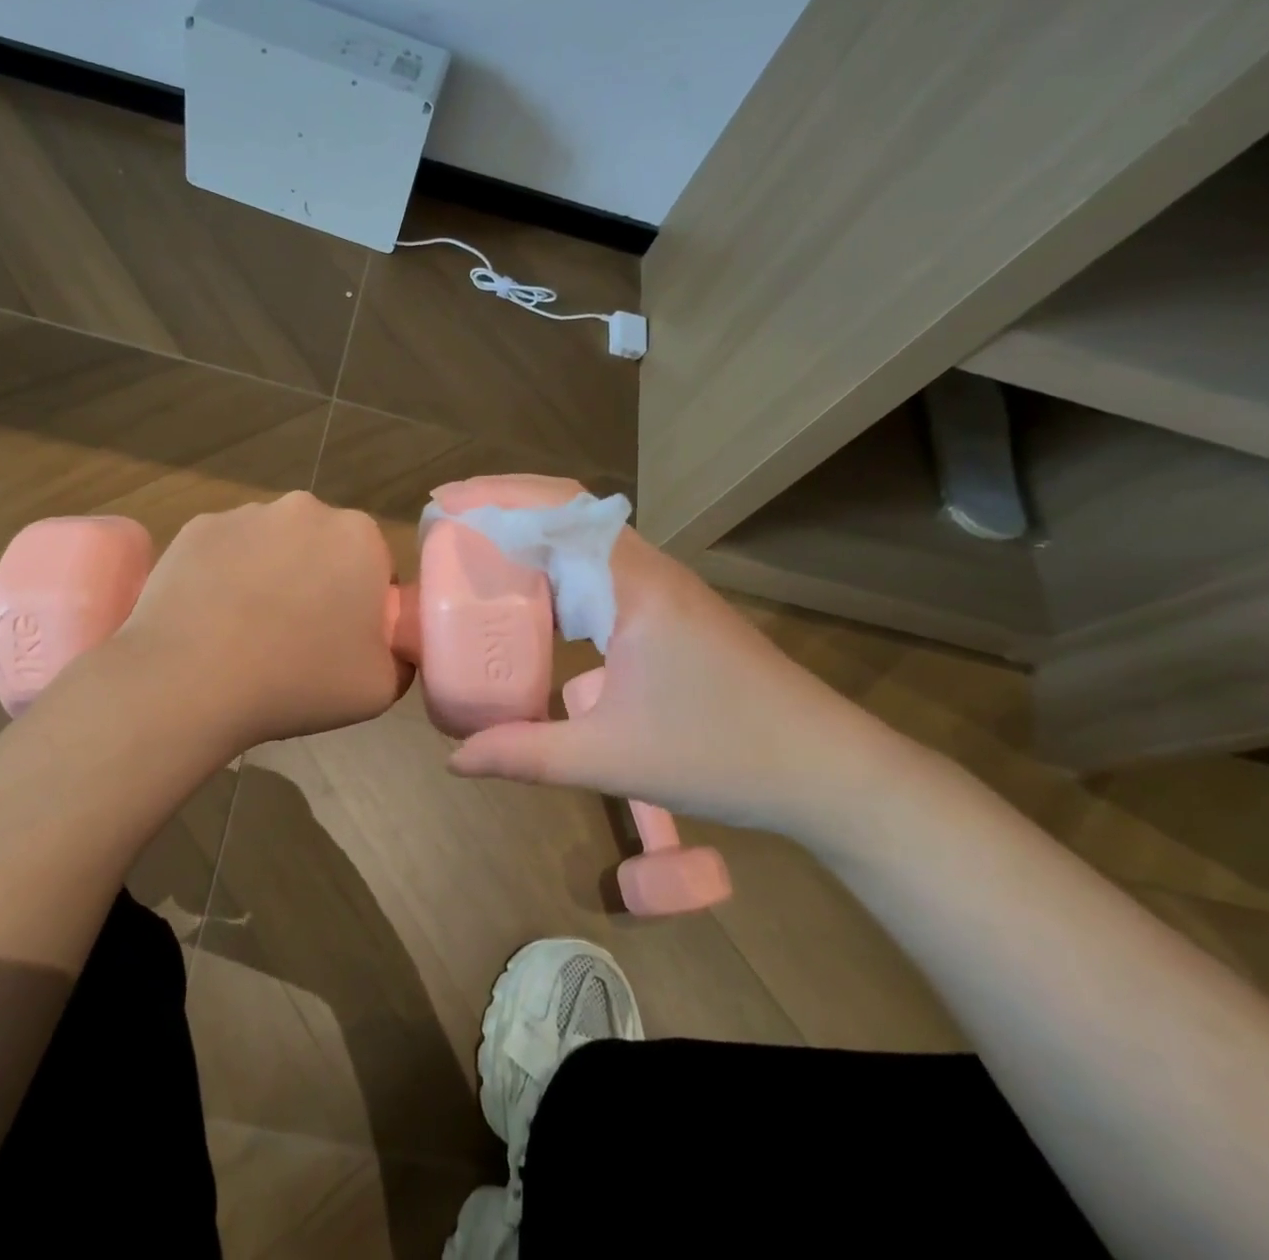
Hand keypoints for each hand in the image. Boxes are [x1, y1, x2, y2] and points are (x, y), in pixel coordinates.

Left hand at [116, 492, 409, 757]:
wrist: (191, 682)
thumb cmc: (298, 681)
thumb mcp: (381, 686)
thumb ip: (400, 654)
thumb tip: (384, 640)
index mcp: (359, 537)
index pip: (374, 568)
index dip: (362, 607)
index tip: (341, 642)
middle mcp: (305, 508)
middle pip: (323, 548)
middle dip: (316, 581)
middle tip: (295, 638)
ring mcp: (245, 513)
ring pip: (271, 545)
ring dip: (269, 575)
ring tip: (245, 632)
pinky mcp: (196, 527)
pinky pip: (224, 550)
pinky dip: (223, 575)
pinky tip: (210, 618)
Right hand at [445, 481, 914, 838]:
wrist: (828, 770)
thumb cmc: (723, 755)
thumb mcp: (610, 759)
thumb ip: (525, 754)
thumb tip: (454, 759)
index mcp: (633, 585)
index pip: (555, 511)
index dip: (493, 499)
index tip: (440, 505)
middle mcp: (647, 568)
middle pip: (566, 509)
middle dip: (502, 505)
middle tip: (445, 524)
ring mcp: (662, 585)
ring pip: (585, 535)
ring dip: (531, 531)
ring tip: (475, 548)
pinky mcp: (668, 607)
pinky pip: (599, 566)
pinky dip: (555, 563)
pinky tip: (532, 596)